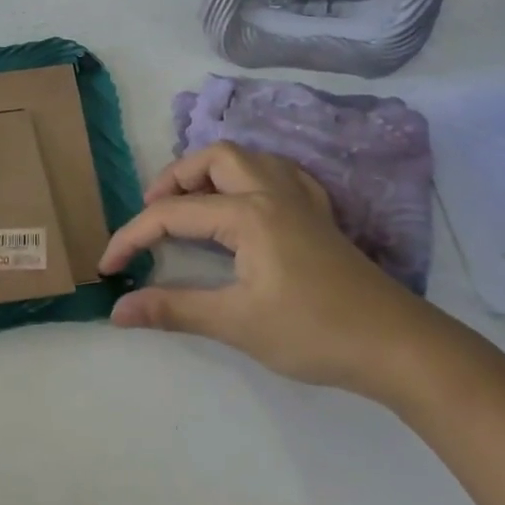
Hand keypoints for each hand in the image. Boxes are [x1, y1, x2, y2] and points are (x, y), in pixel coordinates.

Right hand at [97, 142, 453, 402]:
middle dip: (175, 179)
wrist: (397, 346)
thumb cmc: (313, 332)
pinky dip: (252, 178)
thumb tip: (117, 310)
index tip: (107, 267)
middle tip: (154, 213)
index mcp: (248, 213)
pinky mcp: (321, 217)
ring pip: (250, 159)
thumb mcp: (236, 323)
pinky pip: (281, 175)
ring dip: (213, 172)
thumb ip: (173, 309)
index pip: (173, 214)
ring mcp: (302, 201)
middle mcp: (273, 192)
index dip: (132, 236)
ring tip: (192, 204)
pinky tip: (248, 204)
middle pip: (215, 158)